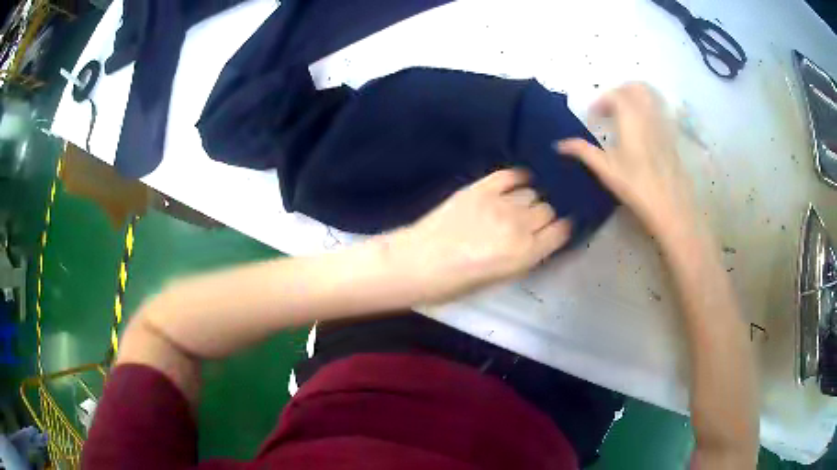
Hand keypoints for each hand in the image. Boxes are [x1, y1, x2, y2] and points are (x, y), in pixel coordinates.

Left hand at [388, 169, 570, 303]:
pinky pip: (509, 175)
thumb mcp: (499, 279)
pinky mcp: (480, 188)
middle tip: (530, 222)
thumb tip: (538, 239)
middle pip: (547, 210)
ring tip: (517, 206)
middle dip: (543, 216)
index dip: (560, 230)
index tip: (555, 229)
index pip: (560, 232)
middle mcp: (519, 226)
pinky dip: (517, 177)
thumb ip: (524, 257)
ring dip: (528, 200)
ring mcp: (500, 203)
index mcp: (525, 254)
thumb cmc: (456, 283)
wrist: (418, 262)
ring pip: (531, 192)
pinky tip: (515, 182)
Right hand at [557, 83, 696, 237]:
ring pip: (650, 96)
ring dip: (634, 97)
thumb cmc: (636, 186)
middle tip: (608, 109)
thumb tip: (558, 145)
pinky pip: (659, 109)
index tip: (592, 117)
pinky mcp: (672, 134)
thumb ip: (583, 151)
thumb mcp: (606, 170)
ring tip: (625, 115)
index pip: (614, 95)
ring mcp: (663, 123)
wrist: (670, 205)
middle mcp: (648, 113)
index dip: (600, 101)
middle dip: (619, 92)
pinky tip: (642, 128)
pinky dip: (648, 109)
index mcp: (630, 117)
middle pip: (634, 88)